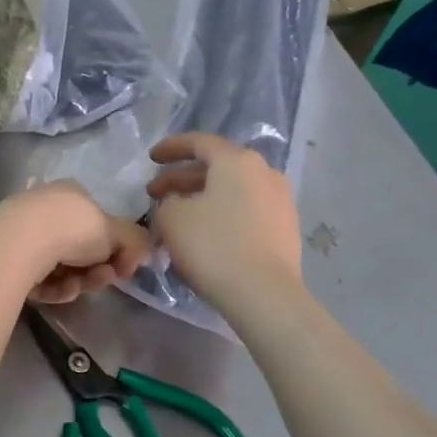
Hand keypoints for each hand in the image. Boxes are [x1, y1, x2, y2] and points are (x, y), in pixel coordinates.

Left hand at [0, 181, 151, 303]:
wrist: (21, 241)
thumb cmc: (73, 227)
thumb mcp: (115, 231)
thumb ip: (134, 241)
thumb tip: (142, 254)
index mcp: (70, 195)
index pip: (97, 224)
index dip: (113, 249)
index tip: (123, 267)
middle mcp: (46, 210)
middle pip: (79, 250)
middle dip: (96, 270)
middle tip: (104, 278)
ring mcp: (24, 234)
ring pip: (61, 268)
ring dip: (77, 282)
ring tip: (77, 287)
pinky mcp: (8, 259)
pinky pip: (40, 279)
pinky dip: (53, 287)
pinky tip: (55, 290)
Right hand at [146, 133, 302, 311]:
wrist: (264, 294)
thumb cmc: (213, 246)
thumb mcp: (172, 219)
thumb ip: (167, 202)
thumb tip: (176, 204)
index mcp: (237, 161)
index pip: (199, 142)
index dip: (171, 148)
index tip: (151, 158)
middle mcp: (264, 172)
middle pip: (217, 167)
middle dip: (182, 178)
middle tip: (155, 194)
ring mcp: (280, 201)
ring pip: (232, 190)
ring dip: (202, 198)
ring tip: (178, 215)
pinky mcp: (285, 229)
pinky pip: (246, 211)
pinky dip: (222, 214)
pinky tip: (205, 234)